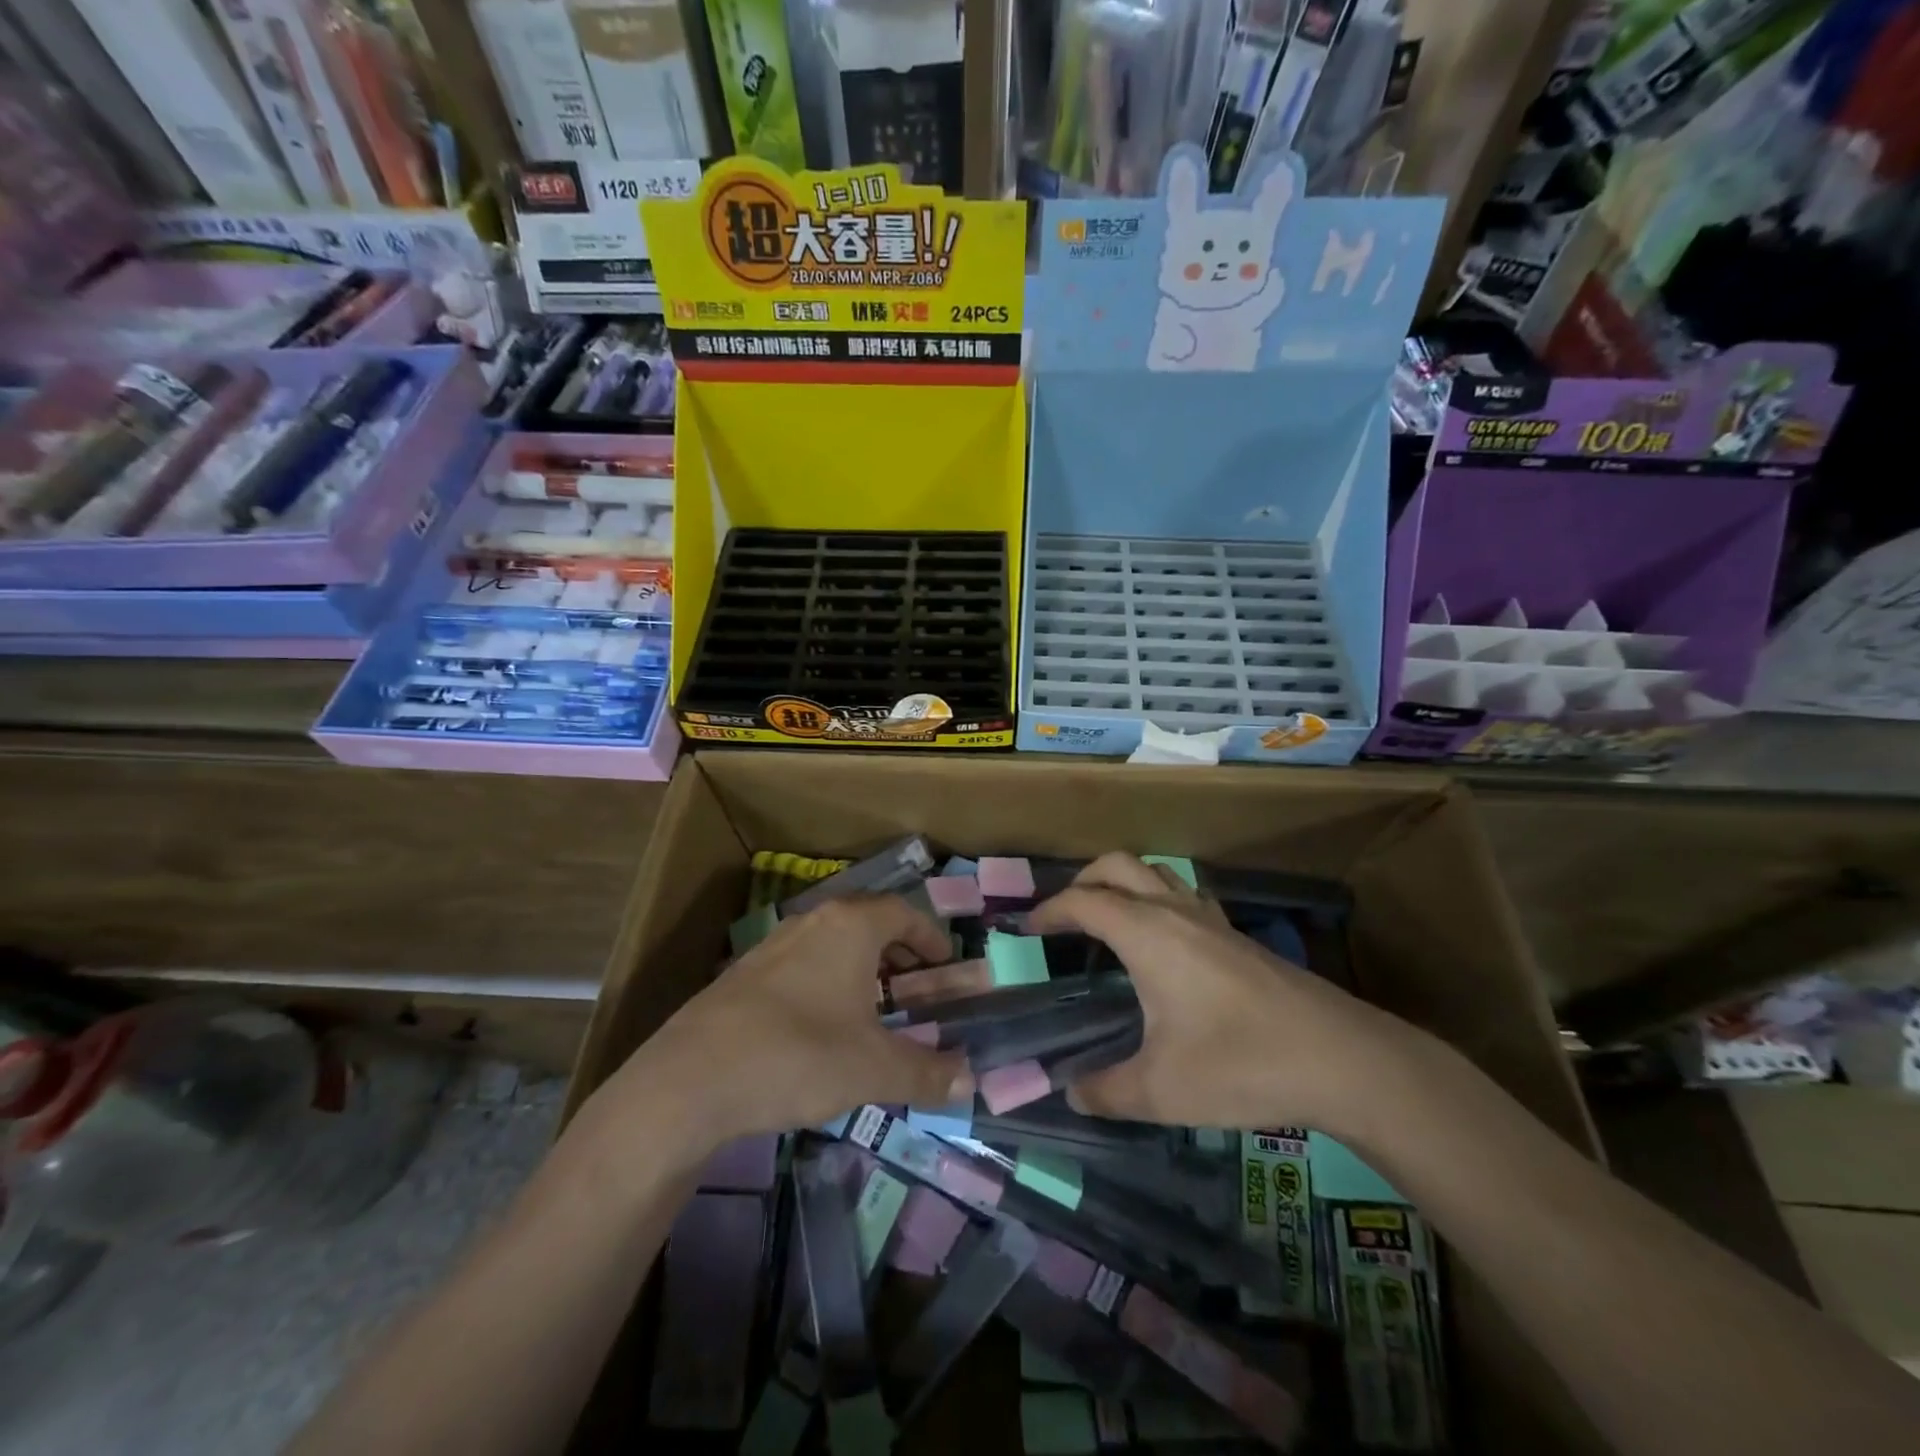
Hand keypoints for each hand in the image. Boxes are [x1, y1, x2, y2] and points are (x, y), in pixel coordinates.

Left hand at [621, 896, 973, 1141]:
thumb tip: (972, 1081)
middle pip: (867, 921)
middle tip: (915, 984)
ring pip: (831, 942)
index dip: (930, 936)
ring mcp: (773, 944)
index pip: (903, 912)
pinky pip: (801, 963)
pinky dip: (825, 980)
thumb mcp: (873, 1069)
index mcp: (850, 927)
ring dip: (860, 966)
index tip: (946, 963)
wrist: (691, 1079)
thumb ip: (927, 1072)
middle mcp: (813, 922)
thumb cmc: (799, 1055)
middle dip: (897, 951)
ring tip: (872, 1006)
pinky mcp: (743, 973)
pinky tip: (821, 1025)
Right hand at [1024, 854, 1413, 1137]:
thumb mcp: (1161, 1090)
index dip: (1048, 911)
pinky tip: (1163, 946)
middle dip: (1081, 882)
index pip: (1083, 901)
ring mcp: (1211, 918)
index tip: (1025, 932)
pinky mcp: (1237, 935)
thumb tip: (1072, 1093)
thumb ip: (1106, 1091)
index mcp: (1147, 933)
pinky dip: (1156, 901)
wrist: (1341, 1058)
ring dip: (1122, 884)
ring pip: (1154, 873)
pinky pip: (1183, 895)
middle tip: (1063, 920)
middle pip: (1117, 865)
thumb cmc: (1241, 1064)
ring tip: (1107, 926)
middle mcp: (1174, 911)